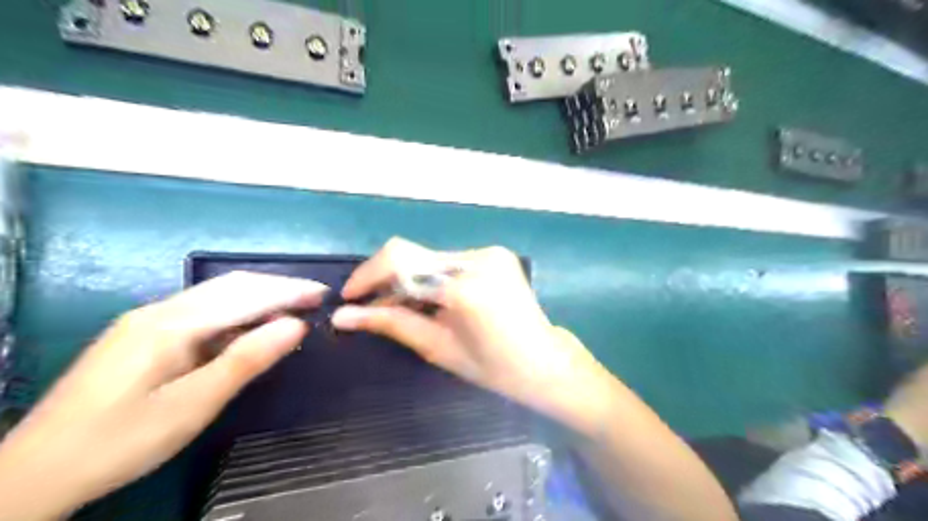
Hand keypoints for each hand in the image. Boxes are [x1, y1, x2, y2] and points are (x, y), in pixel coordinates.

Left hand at [1, 270, 329, 519]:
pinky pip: (203, 310)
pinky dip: (238, 311)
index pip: (245, 295)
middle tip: (316, 298)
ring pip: (217, 294)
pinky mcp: (144, 335)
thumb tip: (297, 325)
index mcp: (171, 324)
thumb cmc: (121, 440)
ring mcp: (149, 320)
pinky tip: (250, 326)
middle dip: (278, 287)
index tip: (324, 294)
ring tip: (294, 308)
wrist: (34, 472)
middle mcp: (160, 310)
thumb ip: (247, 359)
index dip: (288, 291)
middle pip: (232, 285)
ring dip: (260, 296)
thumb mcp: (193, 405)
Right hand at [331, 239, 614, 432]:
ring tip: (400, 306)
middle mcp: (477, 258)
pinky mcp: (494, 253)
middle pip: (413, 254)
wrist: (543, 360)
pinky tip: (429, 298)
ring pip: (429, 256)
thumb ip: (391, 323)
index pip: (401, 261)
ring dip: (408, 278)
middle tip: (371, 305)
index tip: (349, 297)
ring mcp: (489, 252)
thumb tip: (342, 316)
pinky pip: (448, 260)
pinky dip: (430, 276)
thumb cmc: (492, 367)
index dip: (368, 275)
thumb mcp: (437, 347)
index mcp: (465, 286)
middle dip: (385, 278)